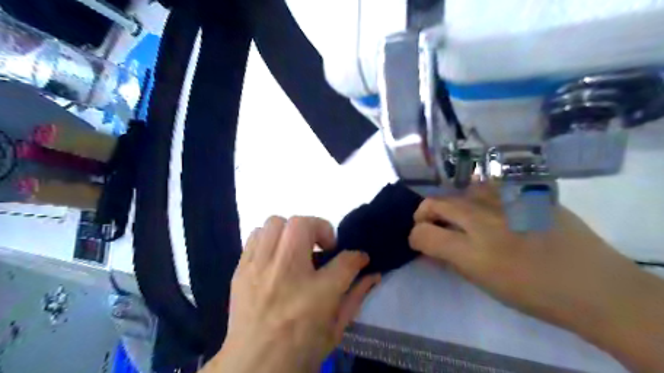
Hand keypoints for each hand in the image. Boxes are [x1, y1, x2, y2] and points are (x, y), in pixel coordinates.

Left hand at [205, 216, 381, 371]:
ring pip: (276, 223)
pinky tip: (277, 257)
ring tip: (297, 249)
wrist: (253, 368)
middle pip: (303, 225)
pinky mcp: (241, 269)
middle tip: (323, 247)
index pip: (345, 259)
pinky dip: (271, 239)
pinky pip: (255, 236)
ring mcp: (259, 268)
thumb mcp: (336, 328)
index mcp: (316, 294)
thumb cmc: (300, 350)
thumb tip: (372, 274)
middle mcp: (286, 272)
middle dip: (320, 229)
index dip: (356, 255)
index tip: (358, 258)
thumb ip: (356, 296)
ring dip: (292, 230)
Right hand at [408, 186, 662, 371]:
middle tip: (429, 224)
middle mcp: (484, 222)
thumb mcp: (484, 284)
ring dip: (450, 205)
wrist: (591, 283)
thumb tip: (431, 248)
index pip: (424, 234)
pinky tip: (485, 207)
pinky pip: (487, 186)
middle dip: (423, 213)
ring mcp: (504, 202)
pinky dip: (476, 195)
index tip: (420, 242)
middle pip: (435, 203)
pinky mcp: (521, 193)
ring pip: (459, 191)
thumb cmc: (534, 294)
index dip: (415, 237)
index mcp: (473, 253)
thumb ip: (452, 261)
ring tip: (460, 217)